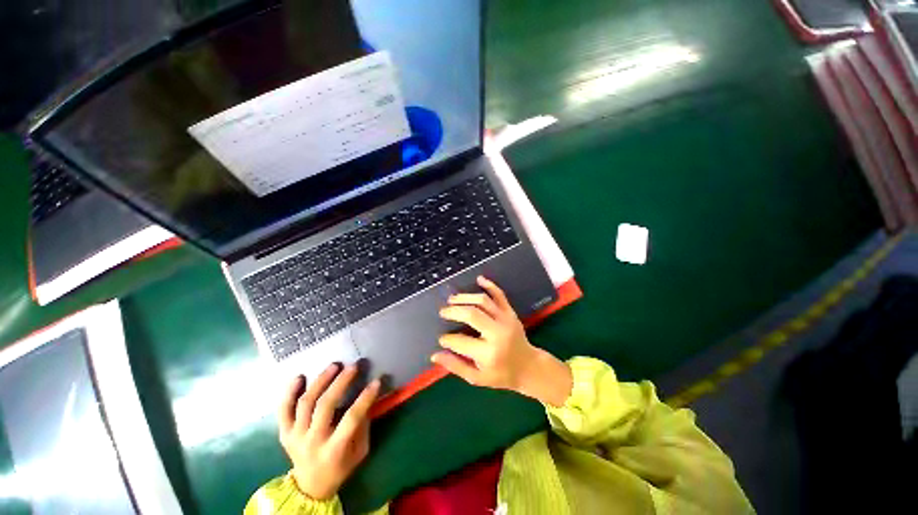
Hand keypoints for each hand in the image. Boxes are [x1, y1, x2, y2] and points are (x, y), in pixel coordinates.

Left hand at [278, 364, 379, 500]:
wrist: (310, 486)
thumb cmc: (340, 467)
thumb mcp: (359, 452)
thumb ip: (363, 426)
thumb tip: (366, 399)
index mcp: (334, 450)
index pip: (351, 419)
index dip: (365, 398)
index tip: (376, 381)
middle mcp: (312, 442)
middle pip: (325, 406)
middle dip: (340, 383)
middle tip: (353, 367)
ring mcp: (295, 436)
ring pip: (305, 403)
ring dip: (320, 381)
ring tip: (334, 366)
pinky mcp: (284, 433)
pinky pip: (283, 410)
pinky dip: (289, 392)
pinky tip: (299, 377)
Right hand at [433, 276, 571, 406]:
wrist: (529, 367)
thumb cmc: (502, 375)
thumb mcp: (477, 378)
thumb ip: (456, 366)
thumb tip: (435, 355)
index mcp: (488, 353)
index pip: (461, 341)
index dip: (447, 339)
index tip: (441, 339)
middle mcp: (497, 333)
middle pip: (472, 314)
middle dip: (454, 311)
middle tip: (443, 312)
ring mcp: (506, 320)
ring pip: (483, 301)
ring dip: (465, 297)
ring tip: (452, 299)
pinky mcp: (510, 312)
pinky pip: (500, 295)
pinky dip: (489, 285)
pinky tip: (479, 279)